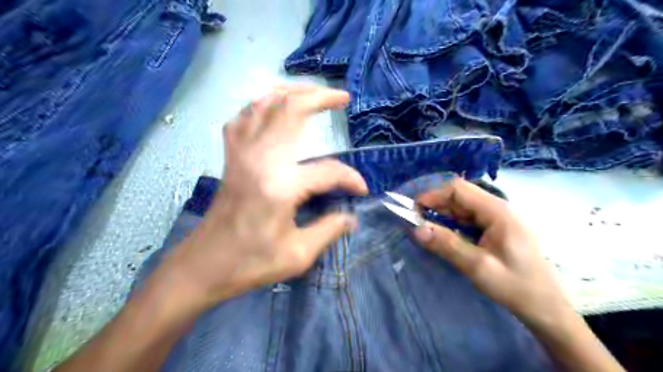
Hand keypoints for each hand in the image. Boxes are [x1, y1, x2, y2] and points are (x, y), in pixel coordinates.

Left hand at [158, 86, 367, 309]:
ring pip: (265, 103)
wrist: (204, 264)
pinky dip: (260, 103)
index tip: (361, 189)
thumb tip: (352, 217)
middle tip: (342, 98)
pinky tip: (272, 106)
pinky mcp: (231, 156)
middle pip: (292, 109)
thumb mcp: (298, 254)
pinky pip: (243, 116)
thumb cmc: (251, 263)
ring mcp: (241, 153)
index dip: (350, 178)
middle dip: (321, 97)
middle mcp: (260, 159)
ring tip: (313, 92)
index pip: (328, 171)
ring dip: (291, 91)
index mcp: (281, 185)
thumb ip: (329, 230)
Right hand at [413, 179, 569, 327]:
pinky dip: (453, 223)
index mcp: (497, 212)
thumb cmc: (515, 286)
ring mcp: (498, 218)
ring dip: (443, 214)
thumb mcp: (477, 267)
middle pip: (461, 195)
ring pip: (464, 206)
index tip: (415, 210)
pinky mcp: (497, 229)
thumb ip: (447, 245)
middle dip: (436, 204)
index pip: (459, 189)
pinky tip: (444, 234)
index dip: (434, 195)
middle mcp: (498, 209)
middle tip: (417, 221)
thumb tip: (417, 229)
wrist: (544, 307)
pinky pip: (469, 218)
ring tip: (426, 228)